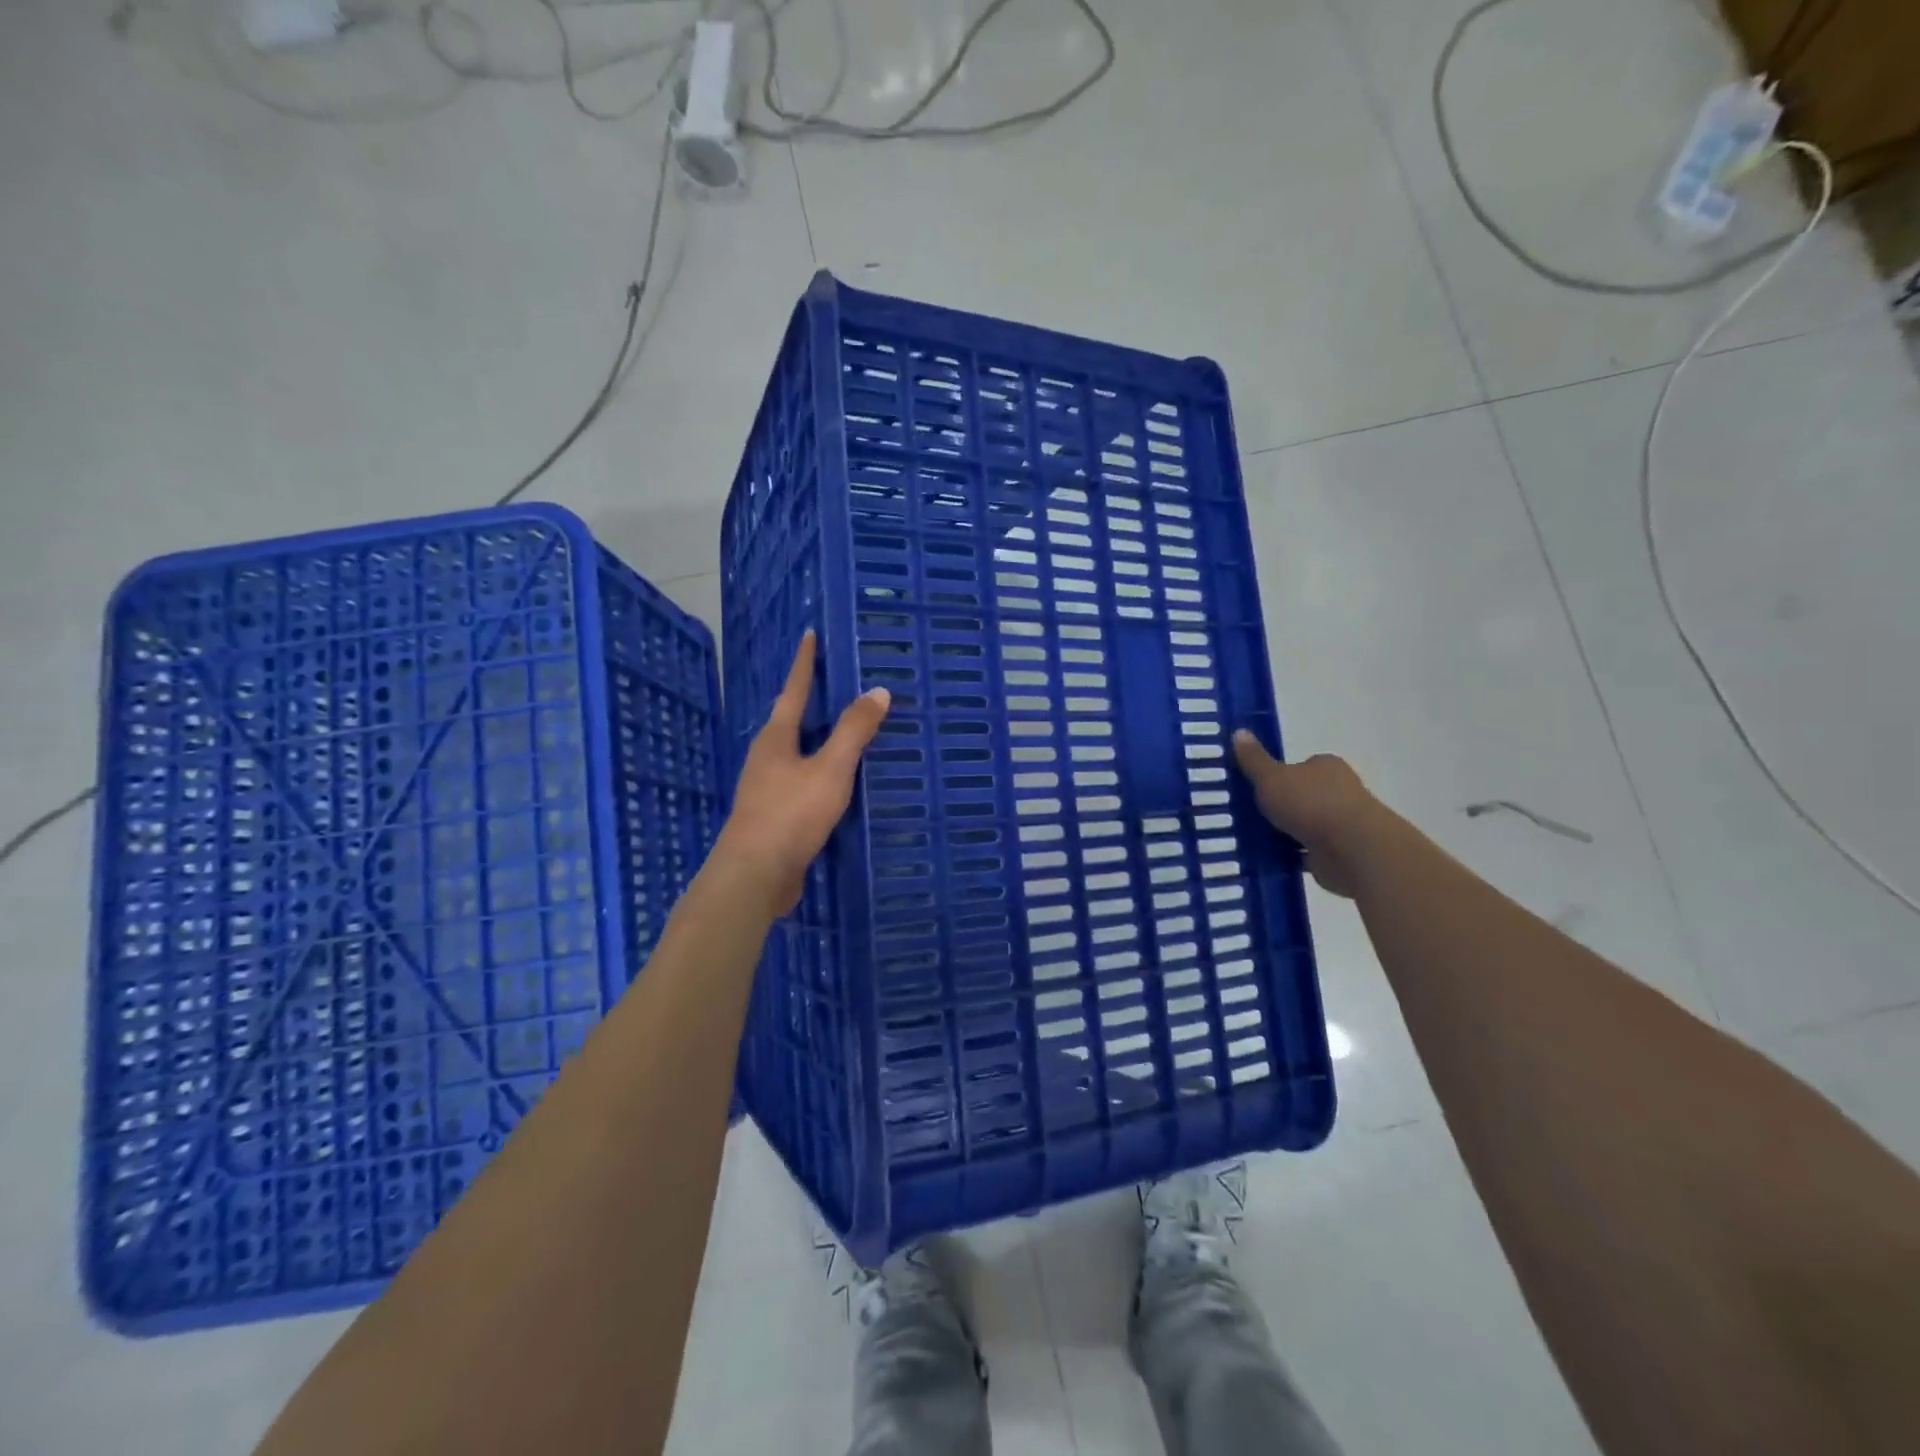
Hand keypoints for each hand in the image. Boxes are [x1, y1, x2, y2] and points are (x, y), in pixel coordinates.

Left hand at [711, 631, 890, 917]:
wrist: (755, 875)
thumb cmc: (791, 814)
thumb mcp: (830, 769)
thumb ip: (854, 731)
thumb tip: (878, 691)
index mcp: (775, 739)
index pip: (794, 691)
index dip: (805, 664)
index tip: (810, 635)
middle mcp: (766, 758)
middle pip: (790, 721)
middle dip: (812, 701)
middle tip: (836, 682)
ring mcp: (766, 789)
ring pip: (796, 754)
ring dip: (817, 739)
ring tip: (842, 730)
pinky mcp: (773, 817)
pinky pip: (801, 782)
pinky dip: (820, 772)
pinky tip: (835, 783)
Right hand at [1231, 731, 1382, 898]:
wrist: (1352, 848)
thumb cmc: (1311, 803)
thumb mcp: (1271, 777)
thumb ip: (1254, 760)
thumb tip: (1239, 731)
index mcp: (1325, 766)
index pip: (1300, 767)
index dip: (1277, 777)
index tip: (1256, 789)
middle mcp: (1339, 790)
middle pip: (1303, 795)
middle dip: (1281, 806)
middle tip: (1249, 814)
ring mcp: (1342, 823)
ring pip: (1306, 825)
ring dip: (1286, 832)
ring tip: (1253, 840)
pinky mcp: (1341, 852)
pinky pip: (1309, 851)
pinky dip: (1293, 855)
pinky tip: (1271, 859)